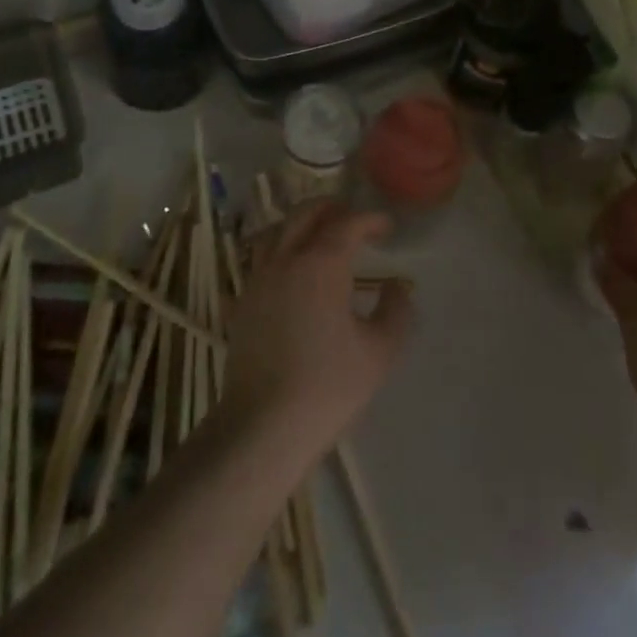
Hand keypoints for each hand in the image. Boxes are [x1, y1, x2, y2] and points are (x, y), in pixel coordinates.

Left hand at [223, 201, 413, 462]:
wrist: (263, 428)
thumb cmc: (328, 387)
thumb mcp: (380, 352)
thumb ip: (396, 311)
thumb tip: (396, 286)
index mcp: (322, 264)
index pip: (348, 224)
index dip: (370, 220)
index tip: (386, 228)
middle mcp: (286, 260)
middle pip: (306, 214)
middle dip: (332, 208)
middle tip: (353, 220)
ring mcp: (257, 280)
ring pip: (275, 231)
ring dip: (299, 224)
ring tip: (317, 236)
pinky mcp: (240, 304)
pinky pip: (255, 264)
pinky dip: (274, 255)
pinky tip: (283, 274)